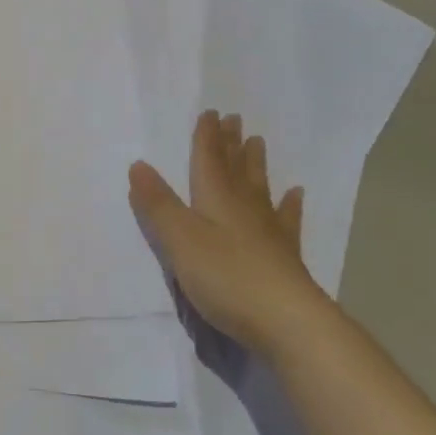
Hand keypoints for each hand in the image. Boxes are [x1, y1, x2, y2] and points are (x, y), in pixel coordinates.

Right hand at [128, 110, 324, 349]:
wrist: (288, 322)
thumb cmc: (226, 277)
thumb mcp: (180, 240)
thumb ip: (158, 204)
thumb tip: (138, 164)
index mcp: (216, 199)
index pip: (208, 160)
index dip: (207, 137)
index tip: (211, 112)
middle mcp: (243, 208)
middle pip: (235, 168)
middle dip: (231, 144)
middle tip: (236, 119)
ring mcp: (268, 232)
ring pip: (259, 188)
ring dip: (255, 165)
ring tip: (258, 142)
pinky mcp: (285, 257)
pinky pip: (287, 221)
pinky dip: (290, 205)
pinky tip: (296, 194)